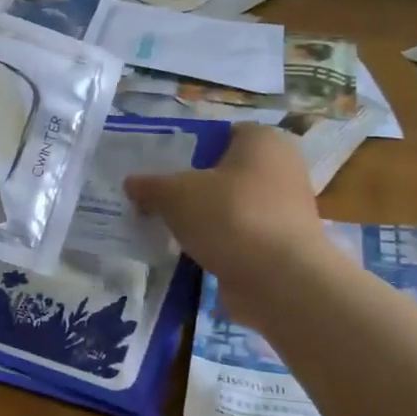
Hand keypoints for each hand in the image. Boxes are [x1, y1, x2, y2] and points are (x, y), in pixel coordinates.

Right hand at [124, 123, 328, 325]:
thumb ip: (150, 185)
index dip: (188, 146)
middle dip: (193, 184)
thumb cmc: (230, 217)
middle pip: (224, 171)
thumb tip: (131, 183)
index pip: (220, 134)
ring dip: (204, 216)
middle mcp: (281, 169)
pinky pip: (240, 235)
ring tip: (167, 226)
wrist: (280, 281)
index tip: (160, 165)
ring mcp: (285, 210)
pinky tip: (190, 252)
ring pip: (231, 205)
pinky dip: (218, 241)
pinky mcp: (282, 245)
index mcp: (262, 141)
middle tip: (157, 196)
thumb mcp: (175, 195)